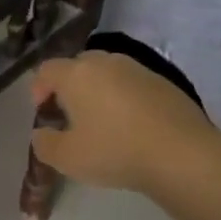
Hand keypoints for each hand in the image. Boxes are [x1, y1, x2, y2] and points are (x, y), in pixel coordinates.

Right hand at [30, 50, 215, 193]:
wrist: (182, 154)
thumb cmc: (115, 151)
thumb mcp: (66, 158)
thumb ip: (44, 143)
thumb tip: (41, 133)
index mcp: (77, 74)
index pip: (47, 70)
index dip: (38, 89)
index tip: (42, 113)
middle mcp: (106, 62)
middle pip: (78, 66)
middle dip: (68, 87)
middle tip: (69, 115)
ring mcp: (138, 69)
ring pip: (108, 73)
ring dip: (98, 91)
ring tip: (101, 121)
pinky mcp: (164, 82)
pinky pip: (132, 84)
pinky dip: (124, 98)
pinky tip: (131, 125)